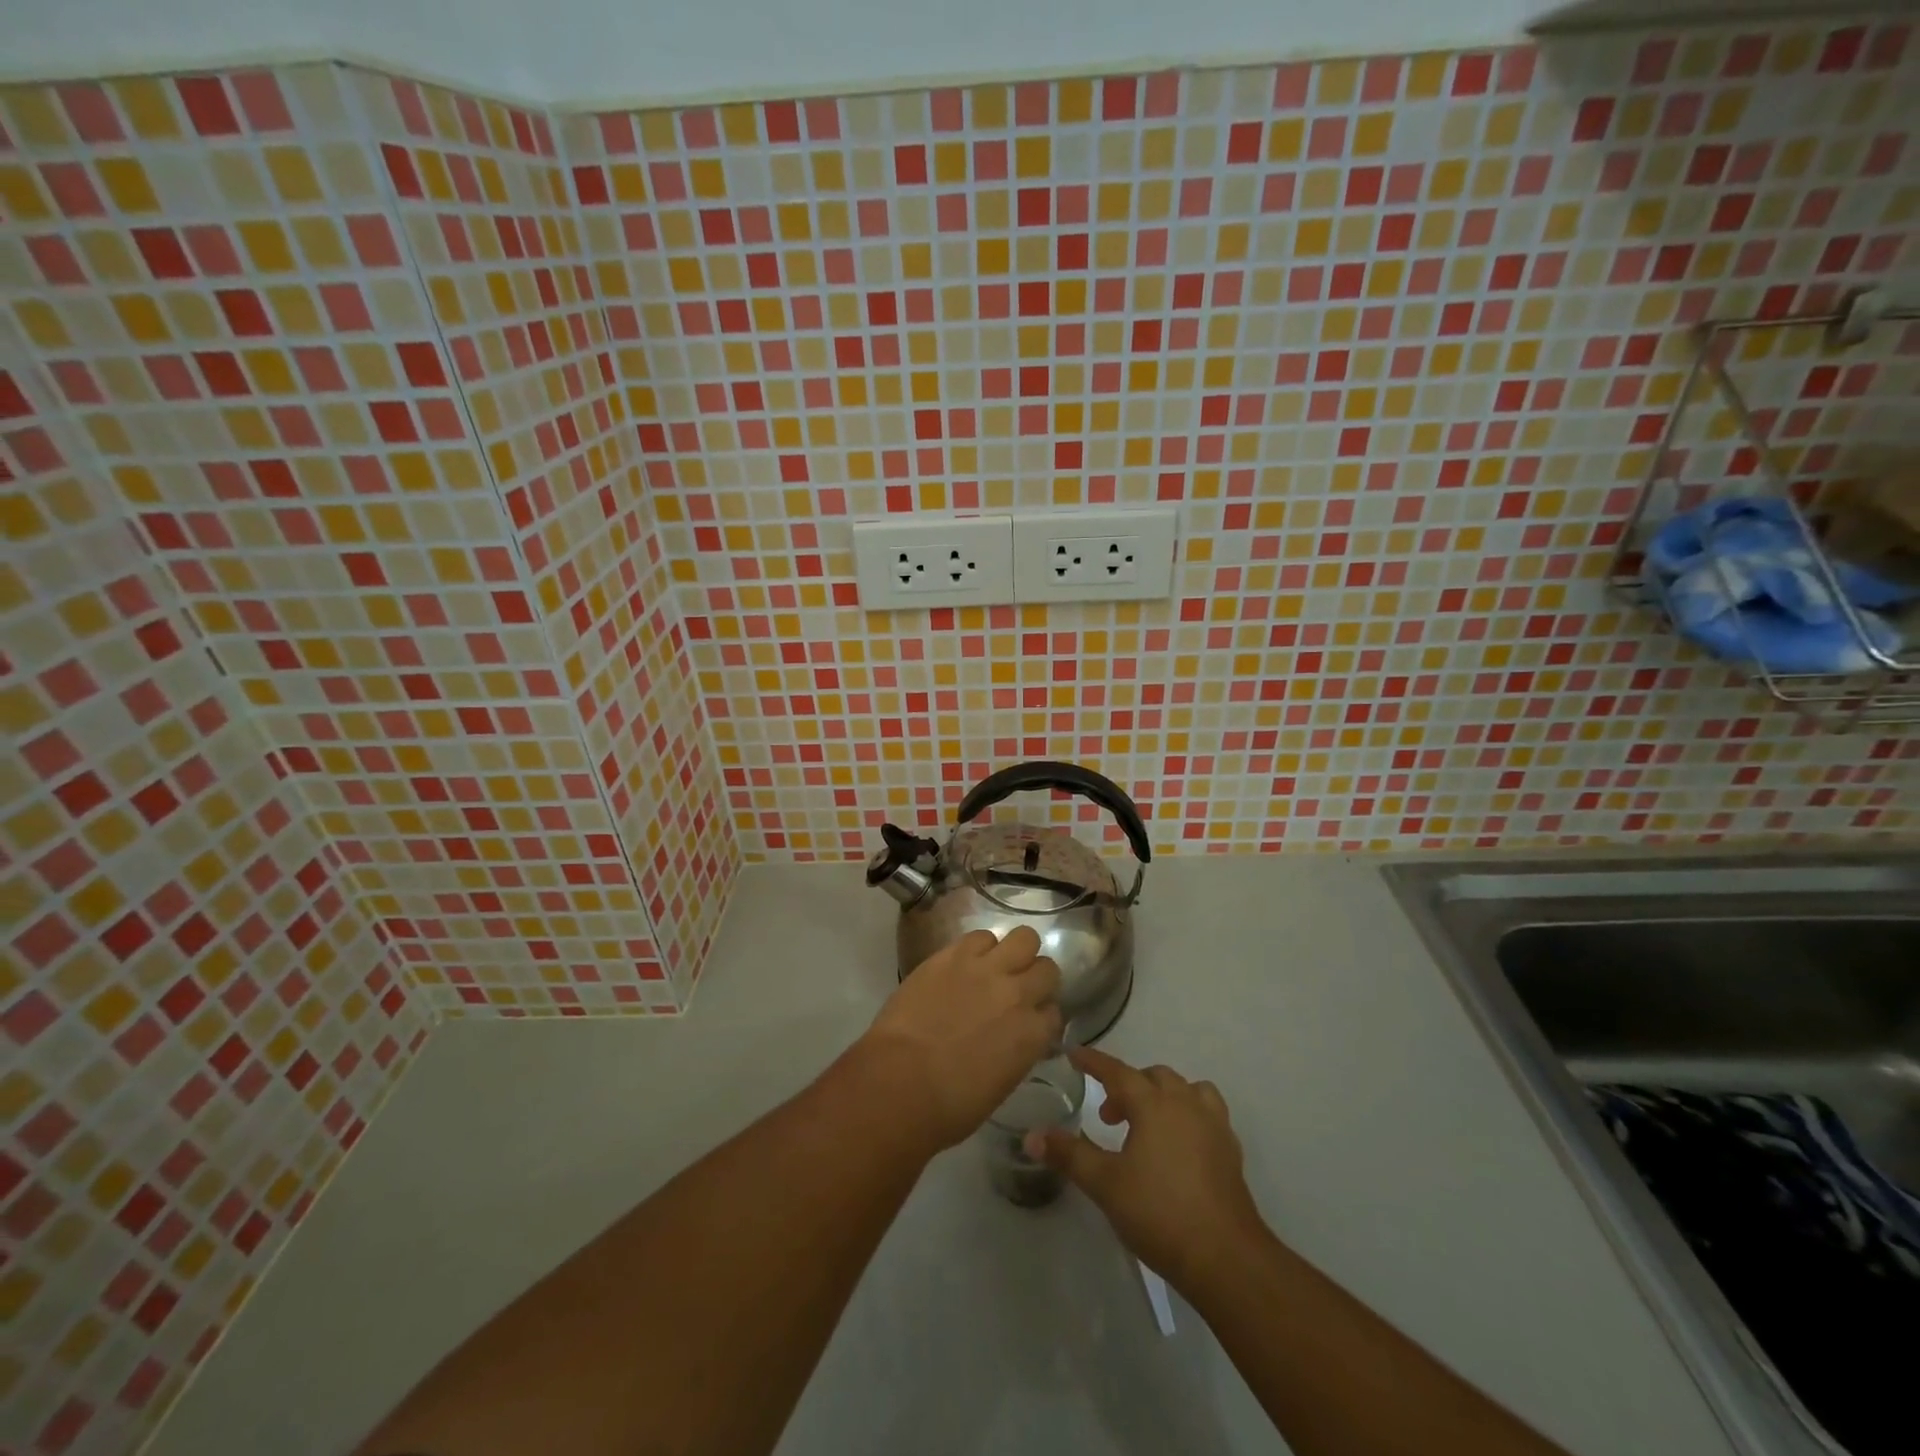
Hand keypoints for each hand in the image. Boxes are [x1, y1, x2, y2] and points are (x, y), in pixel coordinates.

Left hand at [853, 926, 1061, 1152]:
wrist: (900, 1082)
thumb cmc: (949, 1106)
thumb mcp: (1000, 1085)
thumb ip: (1017, 1051)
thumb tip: (1013, 1038)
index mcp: (1033, 1034)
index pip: (1054, 1012)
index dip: (1040, 1015)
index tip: (1027, 1021)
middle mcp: (1018, 994)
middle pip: (1047, 968)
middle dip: (1036, 978)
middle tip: (1016, 988)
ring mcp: (986, 969)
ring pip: (1024, 937)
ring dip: (1015, 952)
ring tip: (995, 966)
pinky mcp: (953, 954)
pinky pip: (980, 936)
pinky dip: (978, 947)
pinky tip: (965, 963)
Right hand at [1030, 1047, 1268, 1293]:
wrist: (1225, 1257)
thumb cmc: (1159, 1212)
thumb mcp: (1105, 1184)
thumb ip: (1069, 1154)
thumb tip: (1032, 1135)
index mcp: (1153, 1104)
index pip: (1117, 1071)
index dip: (1094, 1061)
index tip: (1074, 1053)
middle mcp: (1185, 1103)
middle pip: (1154, 1077)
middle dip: (1128, 1086)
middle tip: (1109, 1116)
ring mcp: (1213, 1126)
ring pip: (1187, 1090)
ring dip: (1163, 1096)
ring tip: (1148, 1124)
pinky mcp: (1230, 1151)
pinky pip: (1207, 1114)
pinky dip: (1188, 1116)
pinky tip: (1177, 1146)